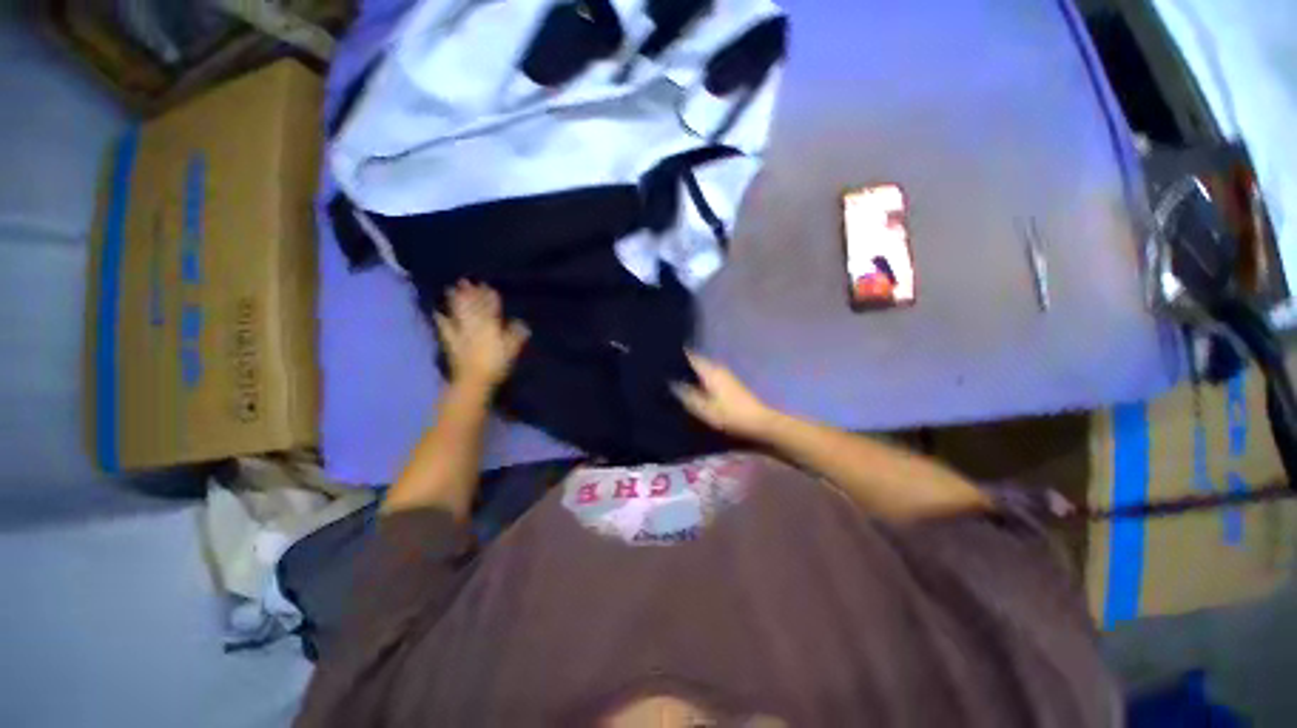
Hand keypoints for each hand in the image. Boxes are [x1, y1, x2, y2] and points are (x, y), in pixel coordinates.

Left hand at [434, 281, 529, 389]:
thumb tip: (522, 323)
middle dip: (471, 294)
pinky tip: (436, 311)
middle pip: (473, 306)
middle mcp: (475, 325)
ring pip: (458, 312)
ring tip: (452, 288)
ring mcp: (461, 332)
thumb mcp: (512, 350)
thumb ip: (516, 335)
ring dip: (455, 300)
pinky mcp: (451, 341)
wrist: (473, 379)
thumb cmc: (496, 364)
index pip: (491, 308)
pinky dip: (441, 318)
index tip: (488, 286)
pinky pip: (445, 327)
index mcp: (491, 326)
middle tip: (467, 280)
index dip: (490, 297)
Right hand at [672, 352, 774, 437]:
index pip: (690, 356)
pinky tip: (691, 389)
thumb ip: (685, 394)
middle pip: (695, 362)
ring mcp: (725, 375)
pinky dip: (699, 380)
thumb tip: (670, 382)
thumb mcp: (703, 408)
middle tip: (663, 373)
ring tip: (673, 380)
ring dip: (690, 374)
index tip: (661, 360)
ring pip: (702, 369)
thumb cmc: (729, 415)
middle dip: (681, 366)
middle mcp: (717, 368)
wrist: (759, 424)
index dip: (675, 356)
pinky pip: (708, 376)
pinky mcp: (729, 384)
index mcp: (710, 370)